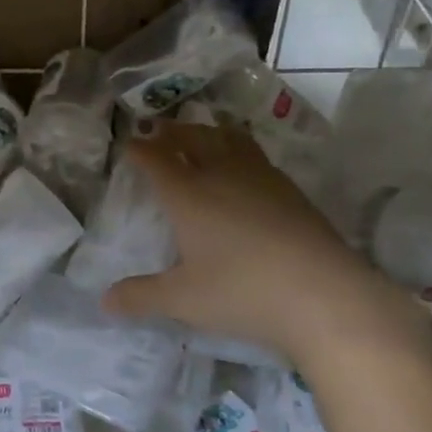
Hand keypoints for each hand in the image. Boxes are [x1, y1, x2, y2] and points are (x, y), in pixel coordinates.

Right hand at [102, 121, 428, 368]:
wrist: (325, 296)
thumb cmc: (242, 292)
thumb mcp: (183, 300)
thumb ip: (141, 297)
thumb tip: (105, 301)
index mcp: (188, 194)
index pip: (156, 159)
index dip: (138, 149)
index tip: (127, 144)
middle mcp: (222, 175)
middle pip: (193, 138)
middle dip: (171, 131)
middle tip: (158, 130)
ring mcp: (262, 179)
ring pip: (229, 140)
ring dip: (208, 132)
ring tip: (200, 134)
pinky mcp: (291, 191)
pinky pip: (256, 156)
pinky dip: (238, 150)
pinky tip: (243, 169)